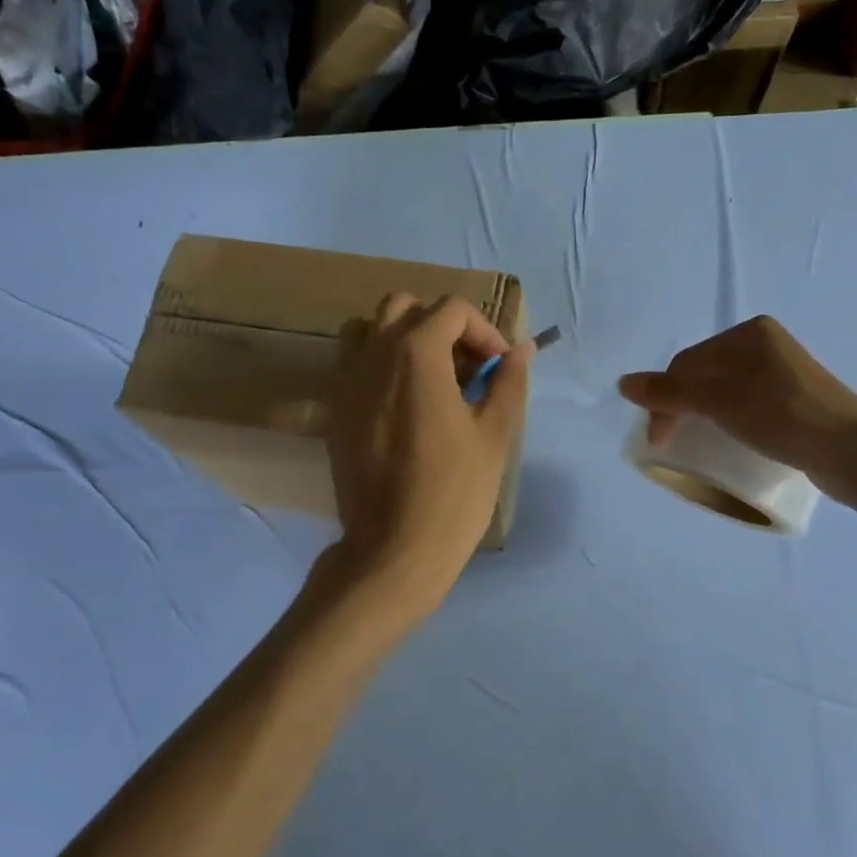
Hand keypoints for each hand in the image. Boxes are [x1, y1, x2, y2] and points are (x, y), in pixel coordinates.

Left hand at [324, 293, 531, 609]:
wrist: (392, 549)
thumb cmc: (453, 491)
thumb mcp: (494, 434)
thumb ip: (508, 382)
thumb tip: (522, 349)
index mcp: (416, 352)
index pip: (452, 310)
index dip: (484, 331)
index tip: (499, 368)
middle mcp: (374, 354)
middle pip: (406, 307)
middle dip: (442, 326)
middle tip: (466, 367)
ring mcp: (346, 380)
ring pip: (369, 328)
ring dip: (402, 337)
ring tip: (430, 376)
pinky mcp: (334, 409)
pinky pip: (351, 362)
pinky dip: (377, 363)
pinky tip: (402, 402)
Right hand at [618, 316, 856, 497]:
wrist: (852, 450)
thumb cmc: (781, 415)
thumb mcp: (719, 401)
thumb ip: (669, 392)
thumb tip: (622, 383)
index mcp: (749, 333)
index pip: (688, 363)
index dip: (665, 398)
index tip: (659, 439)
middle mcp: (766, 346)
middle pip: (706, 375)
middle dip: (683, 406)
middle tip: (673, 441)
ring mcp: (785, 374)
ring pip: (727, 392)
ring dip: (705, 415)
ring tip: (698, 443)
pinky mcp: (798, 402)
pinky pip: (749, 406)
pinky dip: (731, 421)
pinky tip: (731, 439)